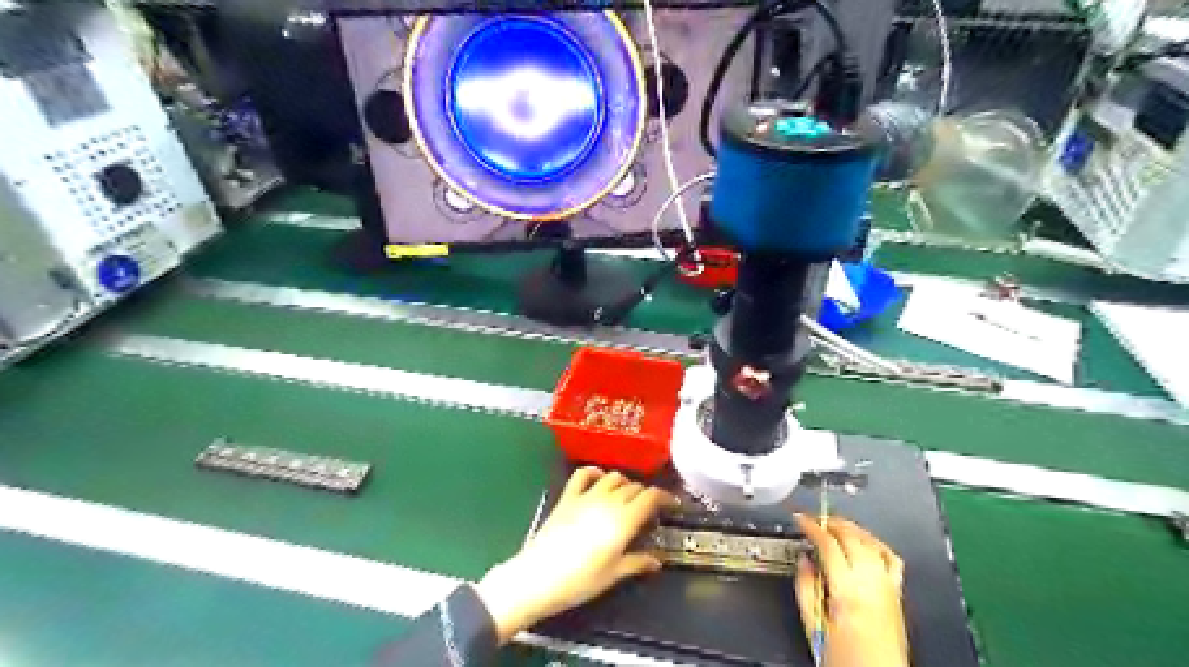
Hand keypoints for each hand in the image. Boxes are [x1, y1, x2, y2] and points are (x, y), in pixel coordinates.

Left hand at [478, 466, 676, 643]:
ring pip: (613, 477)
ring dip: (624, 483)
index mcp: (624, 520)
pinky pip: (583, 474)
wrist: (539, 577)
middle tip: (648, 508)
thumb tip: (656, 560)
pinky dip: (595, 472)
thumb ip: (637, 562)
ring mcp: (586, 496)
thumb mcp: (613, 575)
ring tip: (626, 496)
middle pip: (634, 487)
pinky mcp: (568, 496)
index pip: (651, 497)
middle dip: (645, 494)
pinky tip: (599, 478)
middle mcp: (608, 501)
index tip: (672, 504)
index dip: (665, 497)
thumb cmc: (580, 581)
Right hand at [797, 517, 912, 666]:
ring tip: (837, 524)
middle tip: (815, 519)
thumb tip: (804, 562)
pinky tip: (866, 541)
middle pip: (852, 537)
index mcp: (847, 591)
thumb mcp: (813, 625)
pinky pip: (891, 558)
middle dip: (831, 522)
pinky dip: (876, 544)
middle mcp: (871, 585)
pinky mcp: (897, 595)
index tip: (800, 519)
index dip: (811, 526)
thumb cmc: (846, 661)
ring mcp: (887, 587)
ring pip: (871, 543)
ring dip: (852, 528)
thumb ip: (806, 588)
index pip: (828, 544)